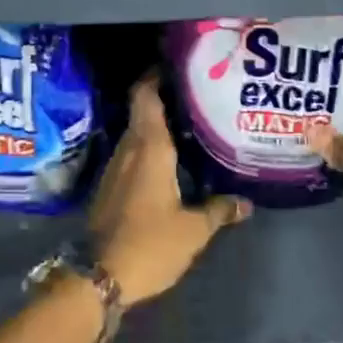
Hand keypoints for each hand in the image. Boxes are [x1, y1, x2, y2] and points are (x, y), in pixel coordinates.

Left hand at [88, 74, 250, 306]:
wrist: (97, 278)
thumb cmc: (149, 244)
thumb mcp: (193, 230)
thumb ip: (219, 210)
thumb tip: (245, 203)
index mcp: (149, 148)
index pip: (146, 96)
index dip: (156, 75)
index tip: (176, 65)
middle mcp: (129, 150)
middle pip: (142, 112)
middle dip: (165, 100)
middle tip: (197, 97)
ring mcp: (115, 169)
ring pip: (137, 135)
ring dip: (157, 127)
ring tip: (189, 126)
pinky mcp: (110, 188)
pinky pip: (132, 156)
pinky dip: (149, 150)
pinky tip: (170, 162)